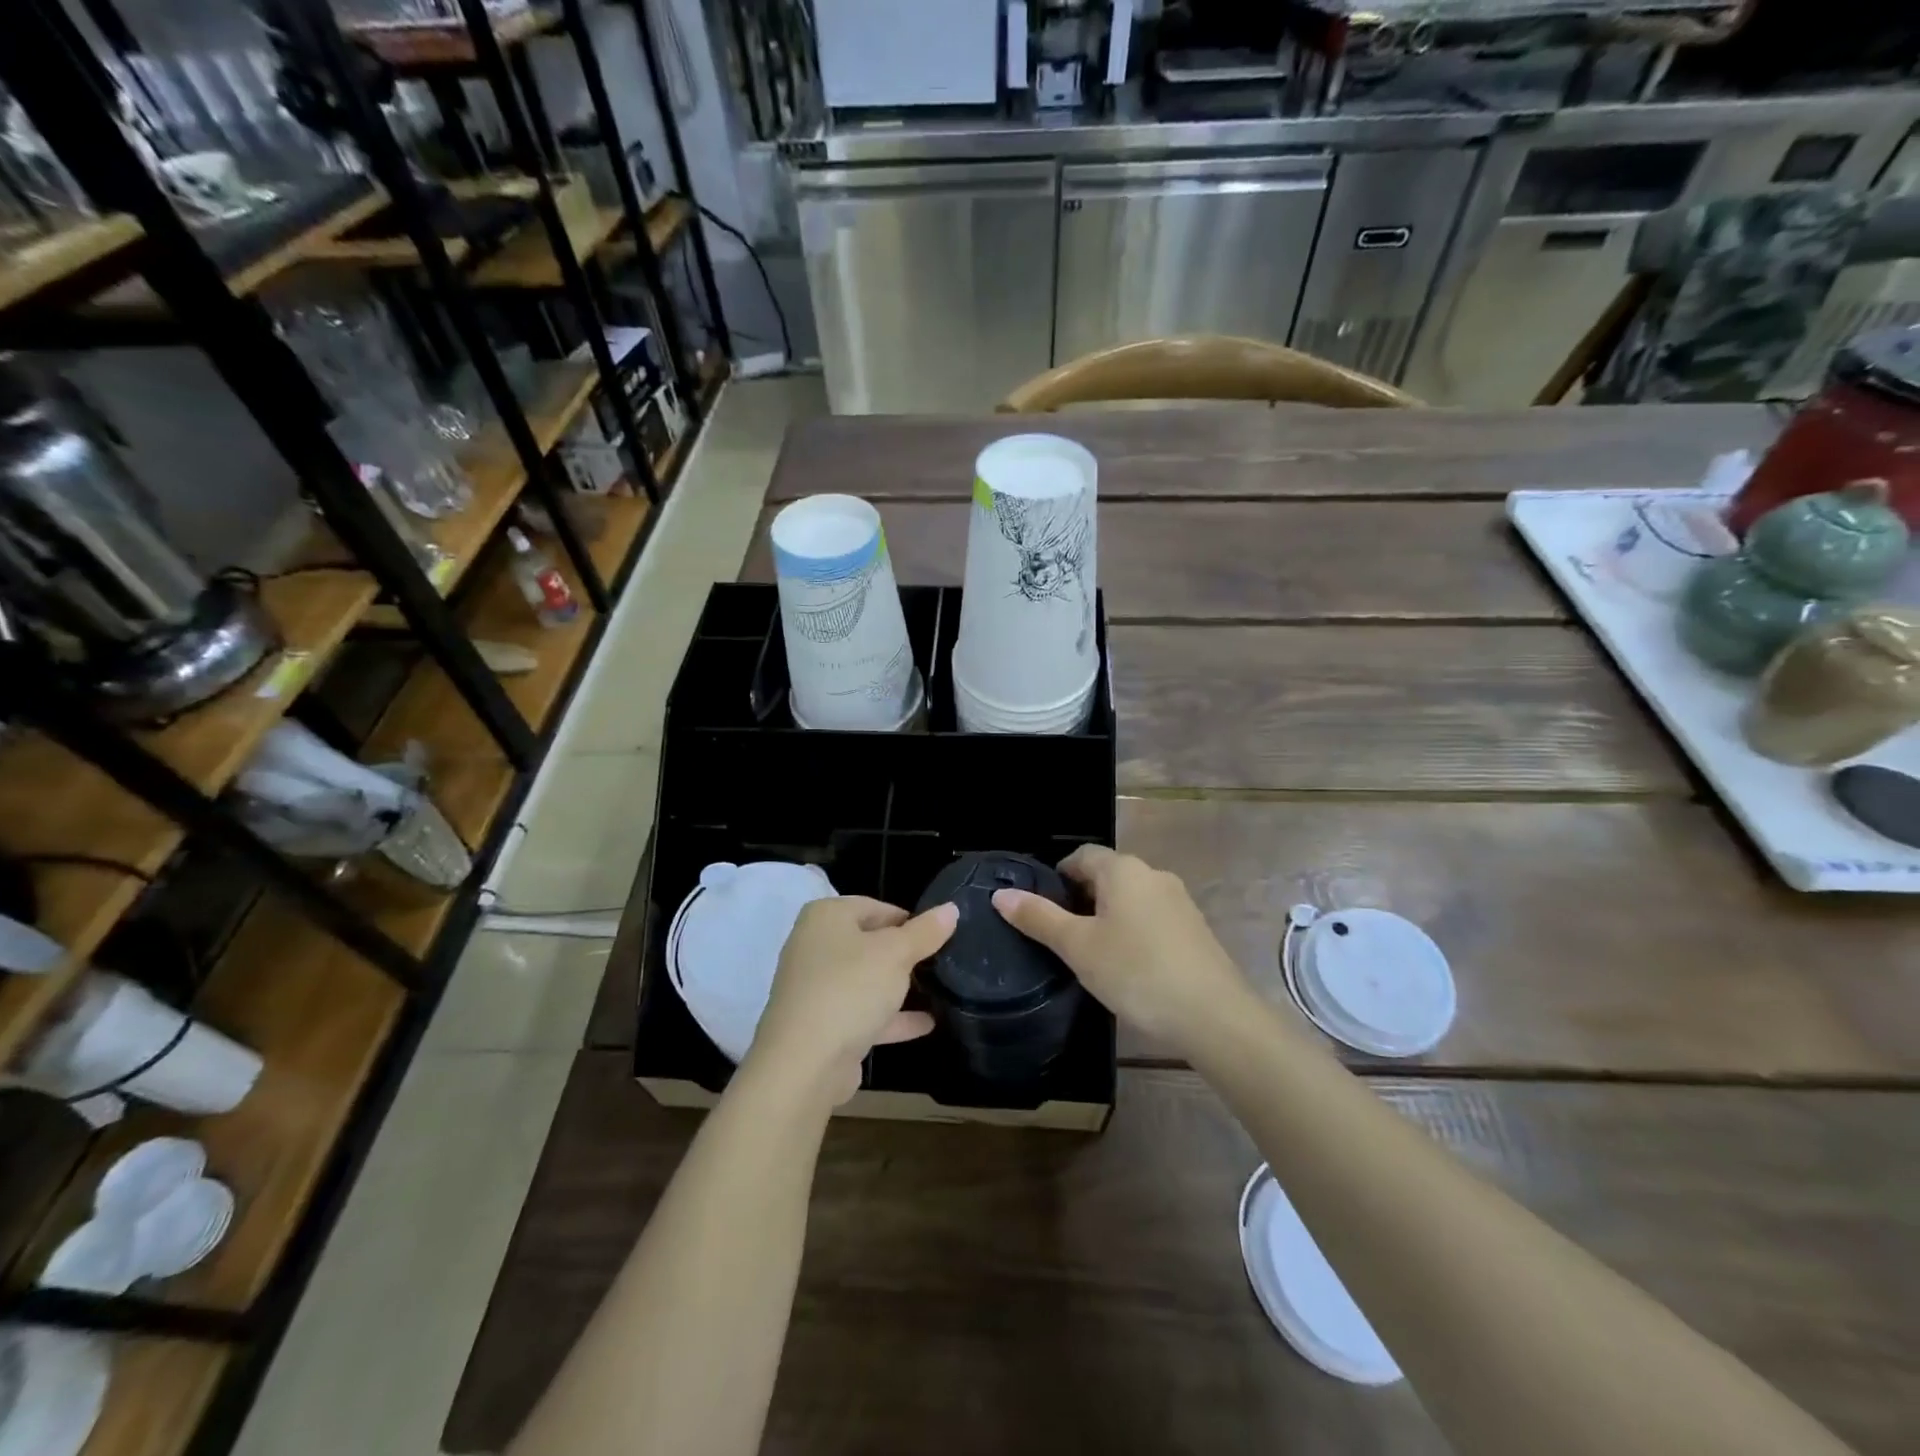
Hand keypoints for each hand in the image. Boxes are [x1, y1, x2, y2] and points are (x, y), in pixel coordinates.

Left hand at [745, 896, 956, 1104]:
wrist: (804, 1064)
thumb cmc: (849, 989)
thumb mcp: (895, 954)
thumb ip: (925, 932)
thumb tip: (951, 908)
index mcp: (826, 917)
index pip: (874, 906)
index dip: (908, 919)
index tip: (937, 936)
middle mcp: (815, 946)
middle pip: (869, 942)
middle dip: (904, 954)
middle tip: (940, 962)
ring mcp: (816, 988)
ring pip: (866, 980)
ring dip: (898, 987)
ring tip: (939, 989)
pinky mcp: (823, 1024)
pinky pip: (863, 1012)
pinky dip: (891, 1017)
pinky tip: (927, 1023)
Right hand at [992, 846, 1252, 1052]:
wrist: (1214, 1016)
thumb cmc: (1136, 972)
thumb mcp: (1078, 947)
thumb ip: (1038, 918)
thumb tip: (1000, 895)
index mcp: (1123, 870)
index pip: (1081, 855)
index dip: (1057, 875)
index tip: (1041, 907)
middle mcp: (1153, 875)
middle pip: (1107, 874)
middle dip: (1080, 897)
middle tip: (1060, 935)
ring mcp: (1179, 901)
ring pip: (1130, 898)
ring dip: (1107, 915)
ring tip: (1089, 953)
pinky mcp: (1194, 929)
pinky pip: (1152, 917)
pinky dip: (1132, 931)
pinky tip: (1127, 965)